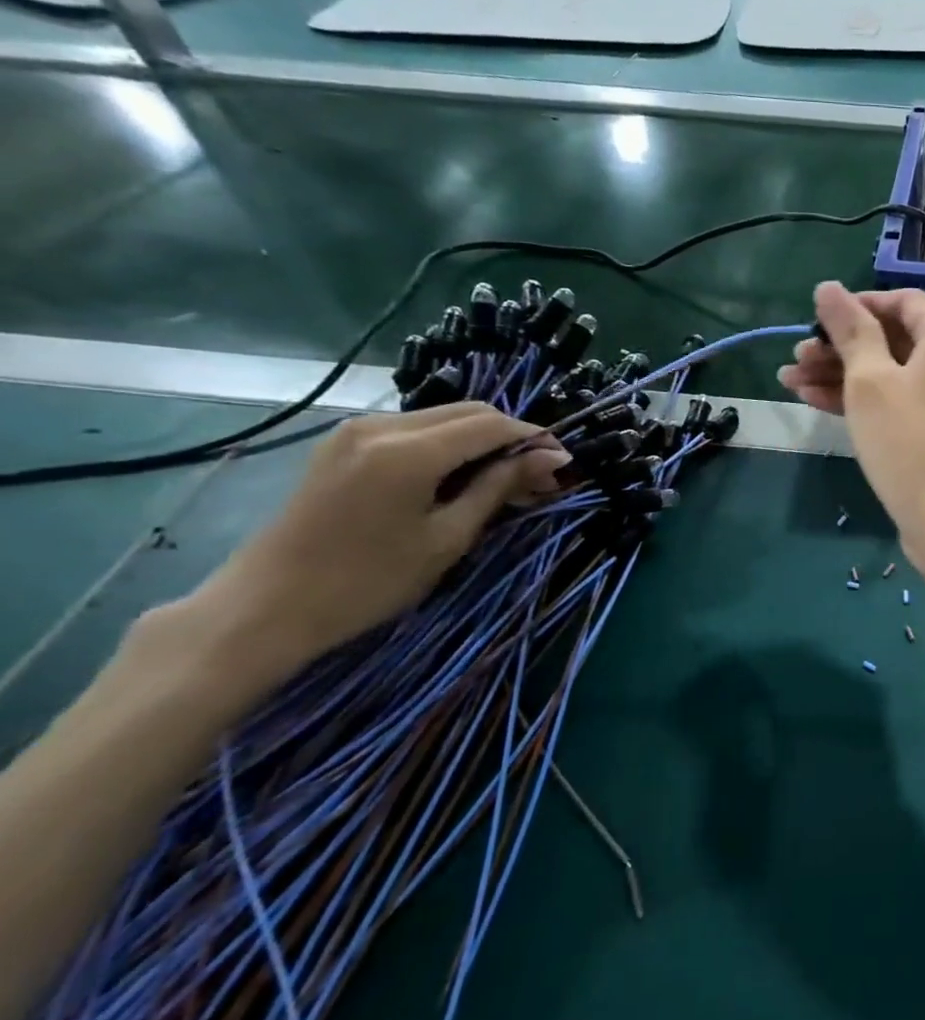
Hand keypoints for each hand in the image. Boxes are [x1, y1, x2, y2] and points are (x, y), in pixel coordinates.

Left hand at [188, 405, 569, 674]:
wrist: (266, 608)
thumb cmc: (368, 582)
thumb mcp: (448, 538)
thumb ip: (499, 487)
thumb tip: (552, 459)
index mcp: (408, 451)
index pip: (491, 424)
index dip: (535, 438)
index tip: (564, 465)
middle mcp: (381, 425)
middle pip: (469, 412)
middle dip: (511, 437)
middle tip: (538, 476)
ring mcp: (356, 430)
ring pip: (443, 417)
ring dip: (481, 440)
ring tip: (503, 480)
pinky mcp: (343, 443)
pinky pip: (414, 429)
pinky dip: (448, 444)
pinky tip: (460, 476)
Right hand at [777, 282, 924, 574]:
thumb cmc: (906, 441)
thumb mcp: (869, 381)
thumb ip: (850, 330)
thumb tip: (829, 288)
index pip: (904, 302)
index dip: (859, 305)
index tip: (819, 321)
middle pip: (896, 339)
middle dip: (841, 347)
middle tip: (796, 358)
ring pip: (896, 373)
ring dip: (845, 375)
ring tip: (791, 382)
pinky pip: (906, 400)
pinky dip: (868, 400)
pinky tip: (816, 402)